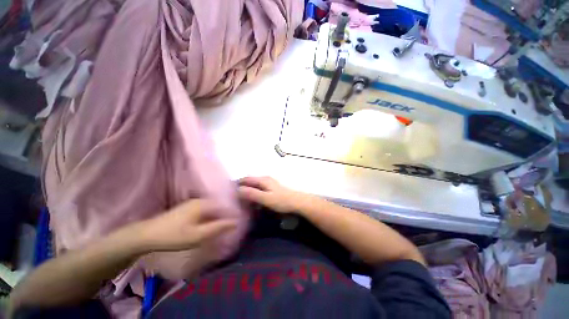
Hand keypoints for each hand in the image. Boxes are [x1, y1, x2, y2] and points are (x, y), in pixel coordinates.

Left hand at [136, 199, 236, 251]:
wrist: (146, 235)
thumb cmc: (174, 236)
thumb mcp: (198, 235)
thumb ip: (218, 228)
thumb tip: (236, 222)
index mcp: (204, 204)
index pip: (225, 206)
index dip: (232, 214)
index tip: (237, 223)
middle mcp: (200, 200)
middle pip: (218, 206)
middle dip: (225, 215)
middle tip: (230, 226)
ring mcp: (192, 203)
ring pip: (211, 208)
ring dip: (217, 216)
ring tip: (222, 226)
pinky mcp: (187, 208)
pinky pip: (205, 210)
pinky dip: (210, 216)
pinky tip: (209, 224)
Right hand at [238, 176, 308, 213]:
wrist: (297, 202)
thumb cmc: (281, 200)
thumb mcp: (265, 198)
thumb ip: (252, 194)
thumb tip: (237, 190)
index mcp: (262, 179)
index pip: (246, 179)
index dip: (237, 183)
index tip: (228, 190)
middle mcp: (265, 179)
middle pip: (250, 180)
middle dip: (241, 186)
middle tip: (232, 195)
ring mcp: (270, 183)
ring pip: (255, 184)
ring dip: (248, 189)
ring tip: (240, 198)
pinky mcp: (273, 188)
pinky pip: (259, 188)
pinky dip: (254, 192)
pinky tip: (253, 199)